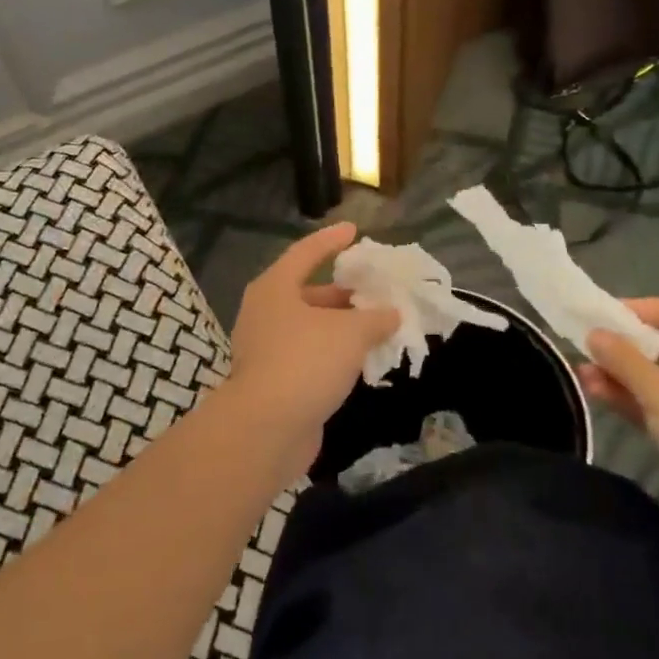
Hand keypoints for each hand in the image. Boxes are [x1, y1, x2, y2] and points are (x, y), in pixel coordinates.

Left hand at [221, 223, 398, 481]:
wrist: (266, 429)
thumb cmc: (306, 362)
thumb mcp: (350, 333)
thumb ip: (375, 318)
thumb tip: (392, 313)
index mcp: (275, 288)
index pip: (306, 252)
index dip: (331, 240)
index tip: (354, 230)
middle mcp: (266, 313)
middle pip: (308, 292)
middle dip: (344, 292)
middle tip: (376, 290)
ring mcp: (266, 349)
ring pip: (310, 327)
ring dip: (342, 326)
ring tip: (378, 325)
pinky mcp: (274, 381)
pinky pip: (309, 356)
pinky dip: (334, 353)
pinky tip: (361, 360)